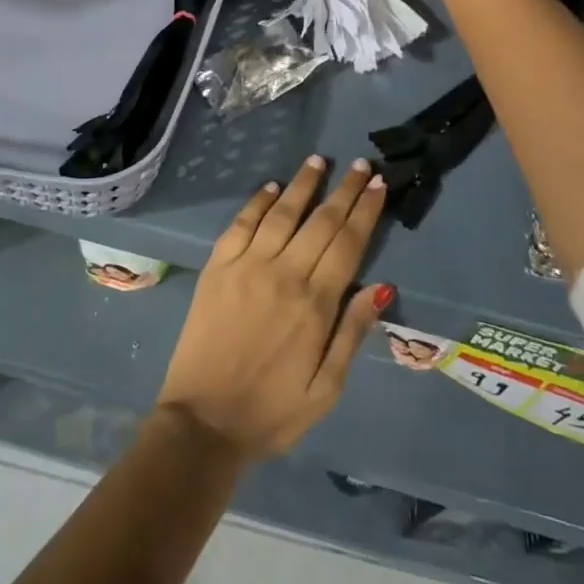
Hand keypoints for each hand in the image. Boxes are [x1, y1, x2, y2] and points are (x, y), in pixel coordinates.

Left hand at [155, 156, 392, 461]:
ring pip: (281, 213)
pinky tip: (270, 186)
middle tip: (359, 164)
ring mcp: (246, 266)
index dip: (365, 210)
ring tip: (318, 160)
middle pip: (320, 221)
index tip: (377, 184)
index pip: (348, 243)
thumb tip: (380, 286)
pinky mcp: (217, 268)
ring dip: (303, 184)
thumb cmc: (271, 412)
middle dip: (343, 190)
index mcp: (314, 305)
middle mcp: (283, 274)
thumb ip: (352, 334)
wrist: (203, 423)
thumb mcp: (326, 389)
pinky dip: (257, 202)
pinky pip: (240, 224)